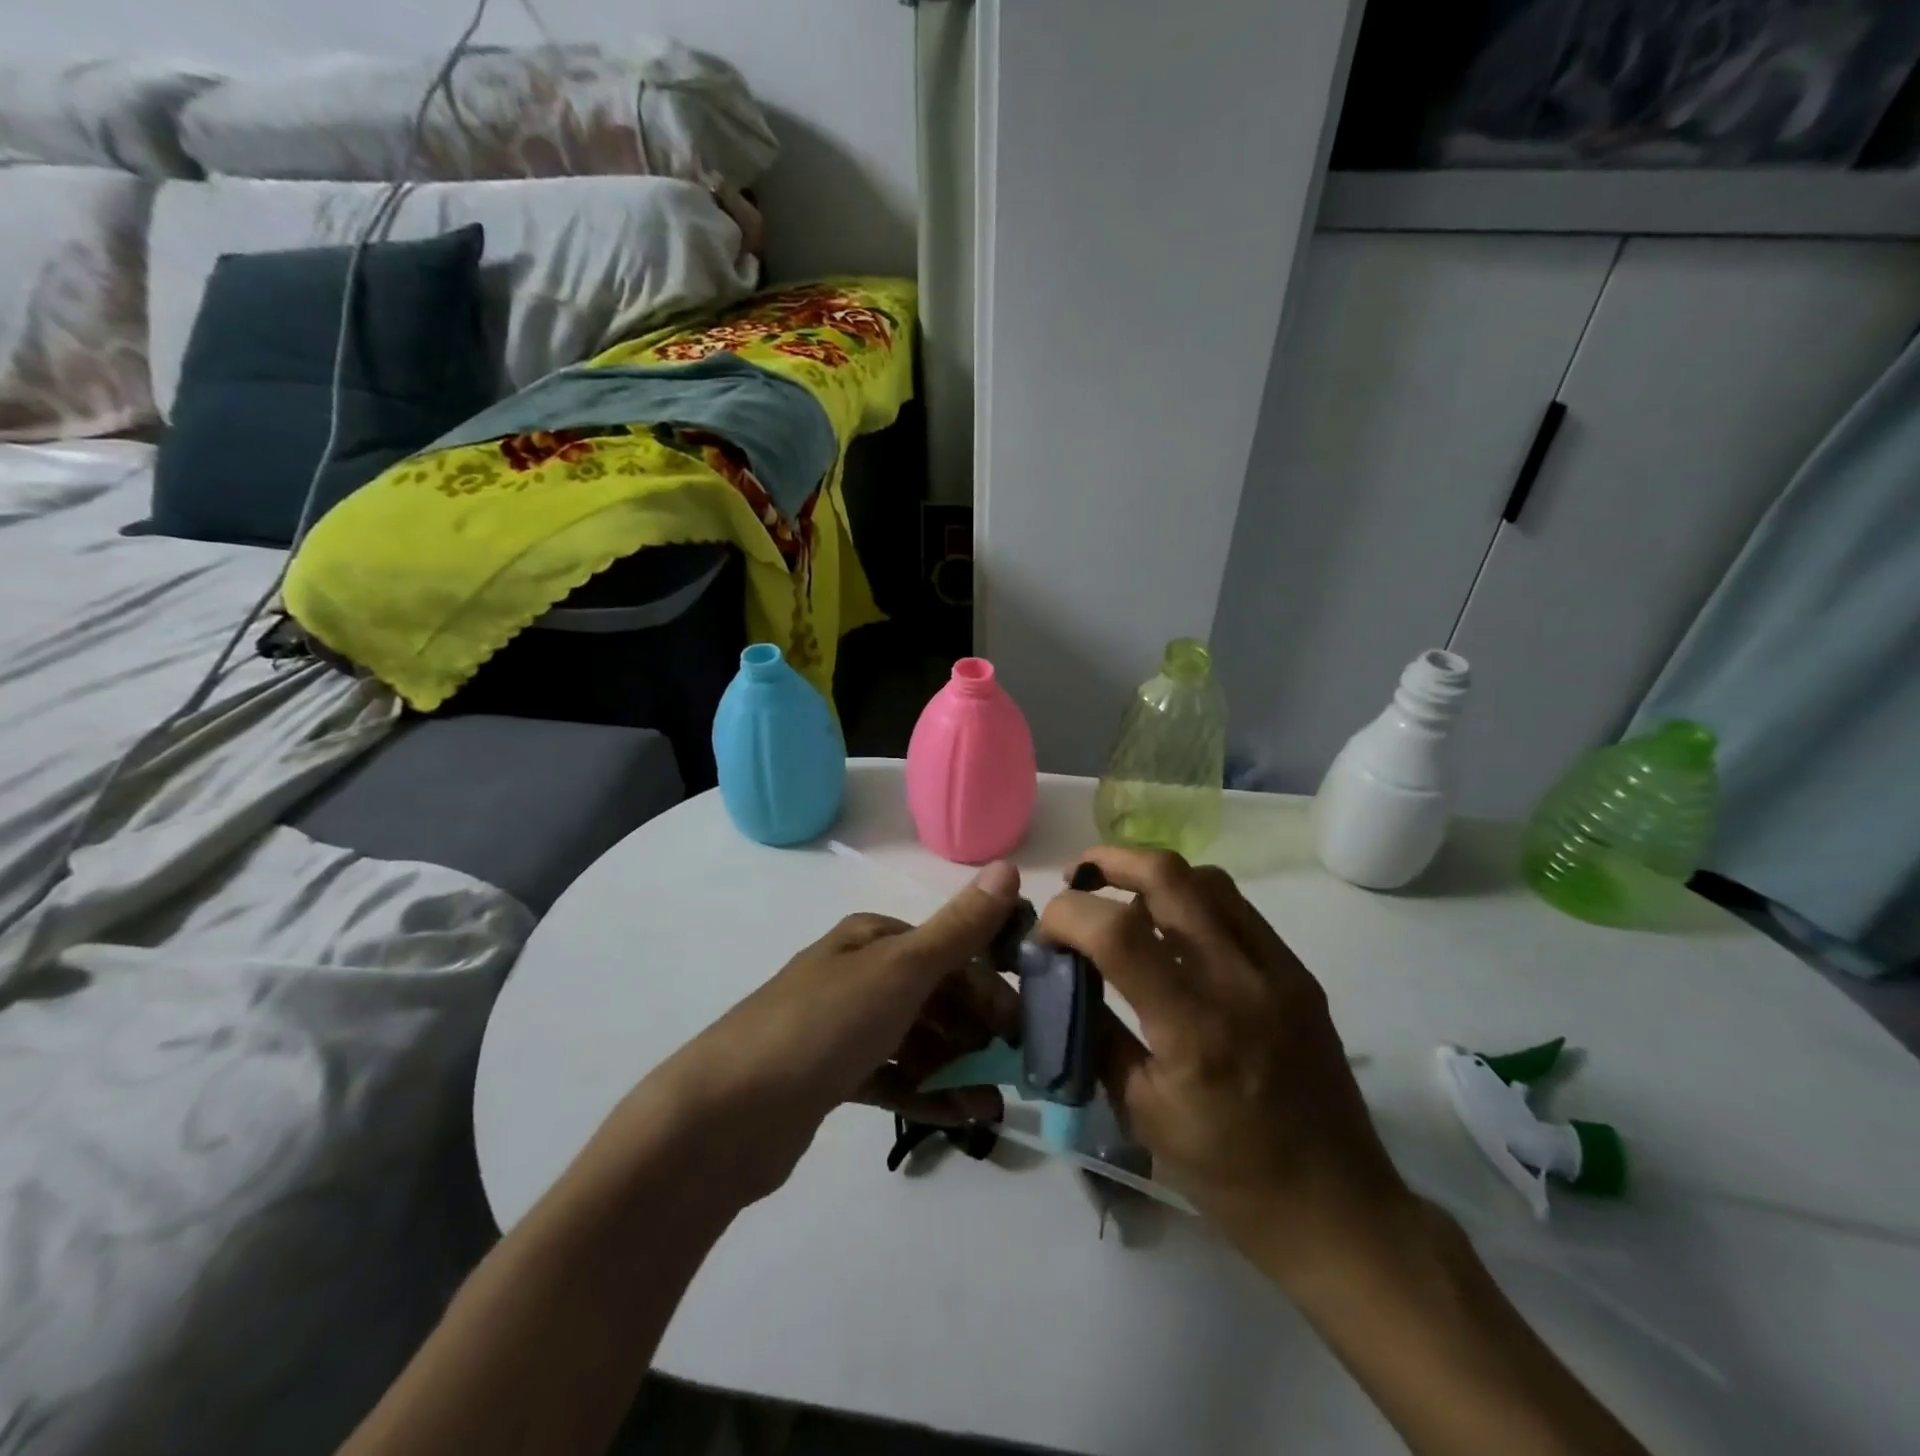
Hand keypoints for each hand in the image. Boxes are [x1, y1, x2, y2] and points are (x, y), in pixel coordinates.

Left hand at [644, 862, 1022, 1205]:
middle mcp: (858, 974)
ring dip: (958, 1067)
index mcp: (871, 939)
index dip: (988, 983)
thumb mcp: (901, 970)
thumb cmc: (824, 1025)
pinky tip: (961, 1117)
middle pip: (934, 995)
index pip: (947, 950)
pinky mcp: (831, 1076)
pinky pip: (892, 1078)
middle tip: (1014, 1069)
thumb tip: (1008, 867)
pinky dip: (927, 1093)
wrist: (726, 1114)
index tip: (1022, 1025)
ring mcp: (842, 1027)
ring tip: (992, 1105)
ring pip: (916, 1040)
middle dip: (976, 1029)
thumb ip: (959, 928)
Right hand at [1041, 847, 1414, 1273]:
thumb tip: (1063, 977)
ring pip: (1206, 879)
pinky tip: (1173, 928)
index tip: (1046, 934)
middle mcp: (1239, 981)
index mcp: (1194, 1029)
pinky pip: (1236, 908)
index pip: (1117, 931)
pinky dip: (1191, 899)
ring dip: (1152, 875)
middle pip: (1168, 876)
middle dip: (1108, 862)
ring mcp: (1277, 970)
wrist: (1339, 1209)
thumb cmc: (1229, 1176)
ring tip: (1122, 898)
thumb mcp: (1141, 1111)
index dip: (1067, 915)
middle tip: (1077, 880)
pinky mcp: (1298, 972)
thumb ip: (1098, 1032)